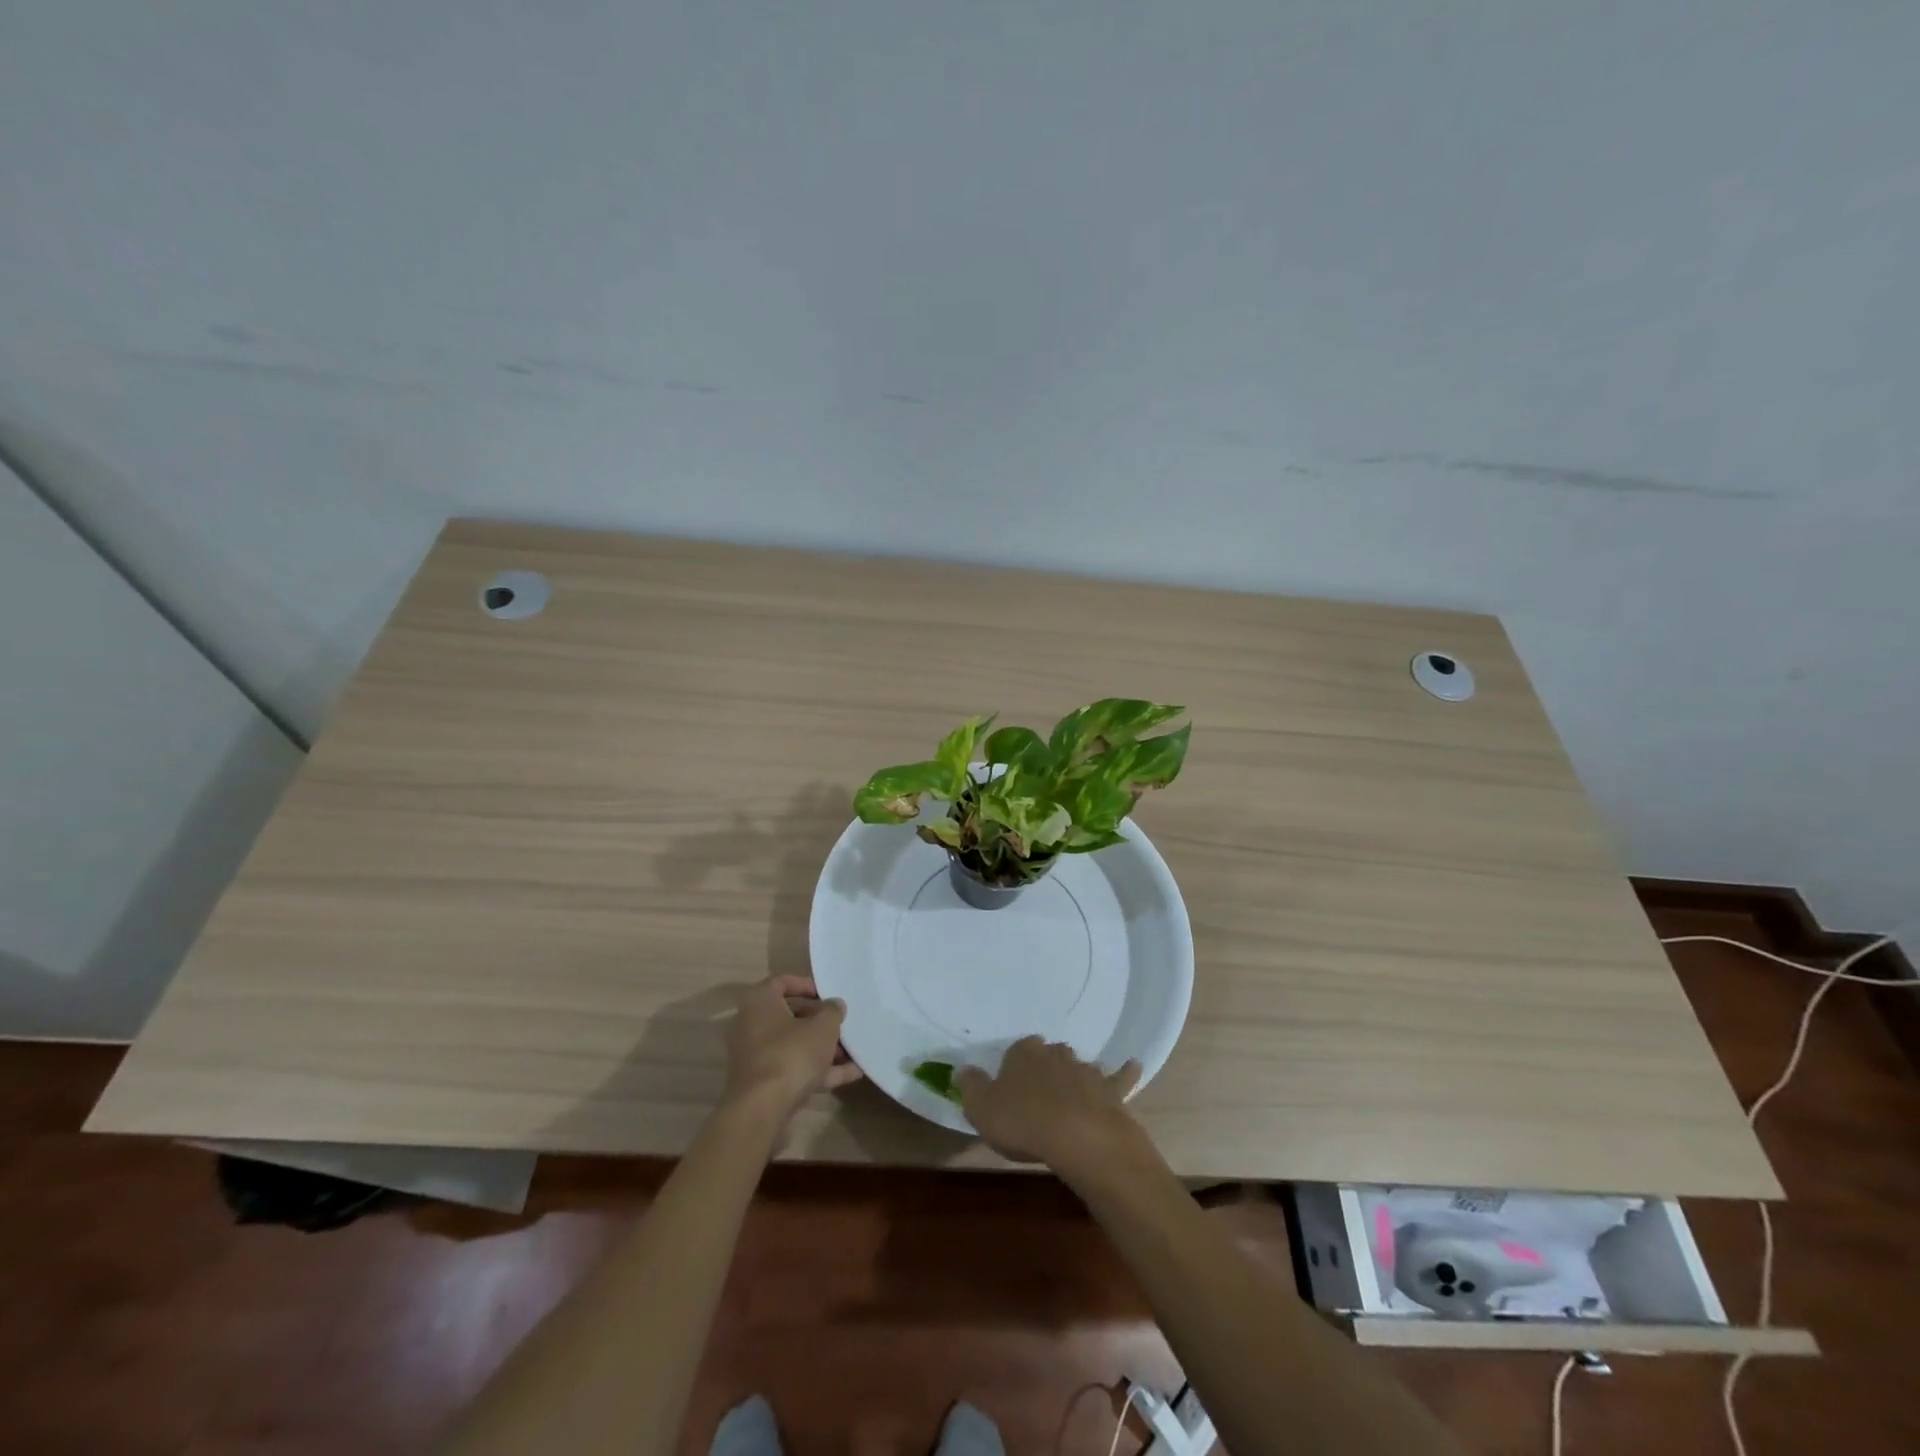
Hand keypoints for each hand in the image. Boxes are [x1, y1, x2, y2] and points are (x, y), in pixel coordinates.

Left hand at [723, 975, 862, 1119]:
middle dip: (819, 1020)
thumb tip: (834, 1005)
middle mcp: (752, 1025)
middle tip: (842, 1024)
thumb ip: (832, 1012)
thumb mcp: (822, 1027)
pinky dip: (818, 1070)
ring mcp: (755, 1056)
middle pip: (789, 1015)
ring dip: (821, 1048)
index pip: (782, 982)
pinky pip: (793, 1069)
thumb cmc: (791, 1054)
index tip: (828, 994)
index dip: (806, 985)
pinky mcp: (762, 1083)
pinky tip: (850, 1075)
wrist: (761, 1110)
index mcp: (760, 1002)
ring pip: (793, 1044)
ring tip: (852, 1051)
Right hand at [956, 1036, 1141, 1172]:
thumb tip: (961, 1070)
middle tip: (1039, 1094)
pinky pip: (1120, 1077)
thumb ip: (971, 1087)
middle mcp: (1055, 1054)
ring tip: (1072, 1092)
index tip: (1009, 1091)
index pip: (1015, 1052)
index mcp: (1023, 1053)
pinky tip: (1133, 1065)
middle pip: (1048, 1056)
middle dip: (1044, 1069)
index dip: (1012, 1071)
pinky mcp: (1111, 1090)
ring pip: (1078, 1065)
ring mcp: (1086, 1069)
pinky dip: (1126, 1072)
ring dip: (1075, 1075)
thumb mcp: (982, 1109)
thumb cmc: (1023, 1122)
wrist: (1079, 1137)